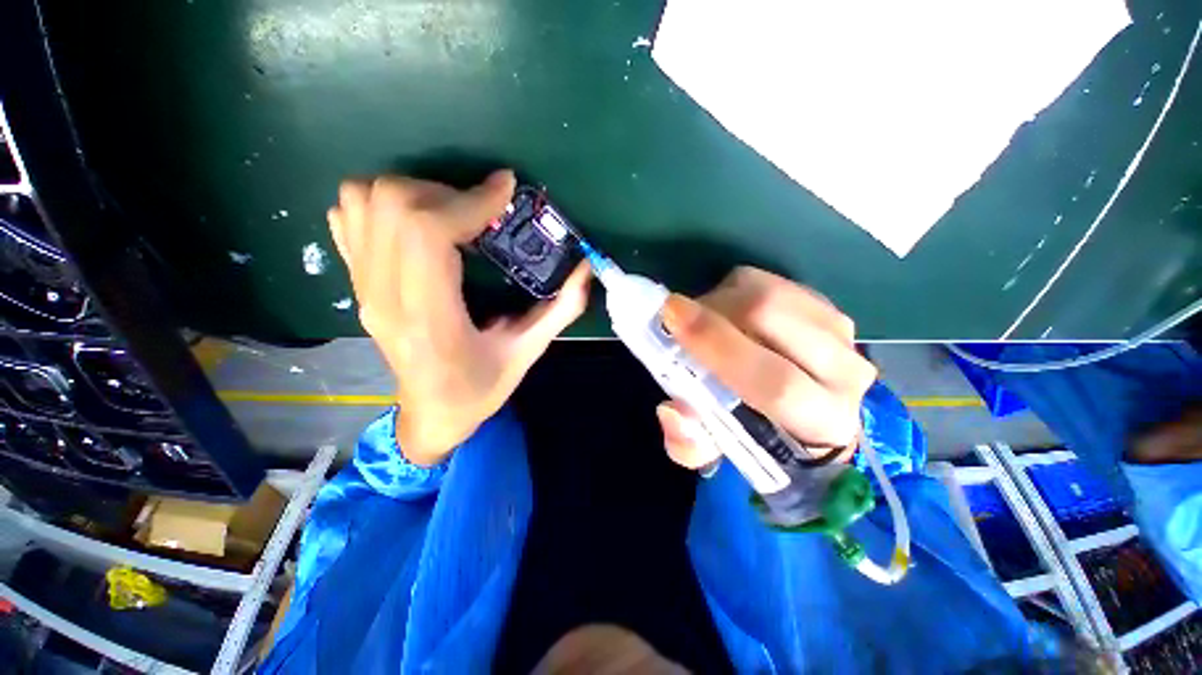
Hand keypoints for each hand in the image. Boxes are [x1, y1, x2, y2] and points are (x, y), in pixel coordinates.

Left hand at [328, 170, 590, 465]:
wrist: (430, 415)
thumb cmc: (479, 390)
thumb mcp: (528, 353)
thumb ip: (560, 309)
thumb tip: (585, 267)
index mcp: (429, 317)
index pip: (428, 232)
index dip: (470, 200)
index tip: (505, 190)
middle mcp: (385, 295)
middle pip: (392, 203)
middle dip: (445, 192)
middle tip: (480, 210)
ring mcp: (363, 286)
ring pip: (362, 199)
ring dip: (412, 193)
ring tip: (449, 215)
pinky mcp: (357, 283)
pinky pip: (348, 217)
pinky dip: (381, 204)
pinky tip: (416, 225)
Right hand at [653, 267, 876, 470]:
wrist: (801, 409)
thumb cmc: (753, 433)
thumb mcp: (712, 451)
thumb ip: (688, 443)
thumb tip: (672, 410)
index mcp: (820, 421)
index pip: (775, 381)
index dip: (718, 344)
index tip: (671, 315)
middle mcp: (844, 374)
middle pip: (771, 317)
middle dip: (712, 310)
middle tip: (678, 318)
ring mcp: (841, 332)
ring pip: (770, 293)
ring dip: (722, 299)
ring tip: (703, 320)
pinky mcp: (827, 306)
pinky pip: (771, 282)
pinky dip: (736, 291)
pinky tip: (728, 312)